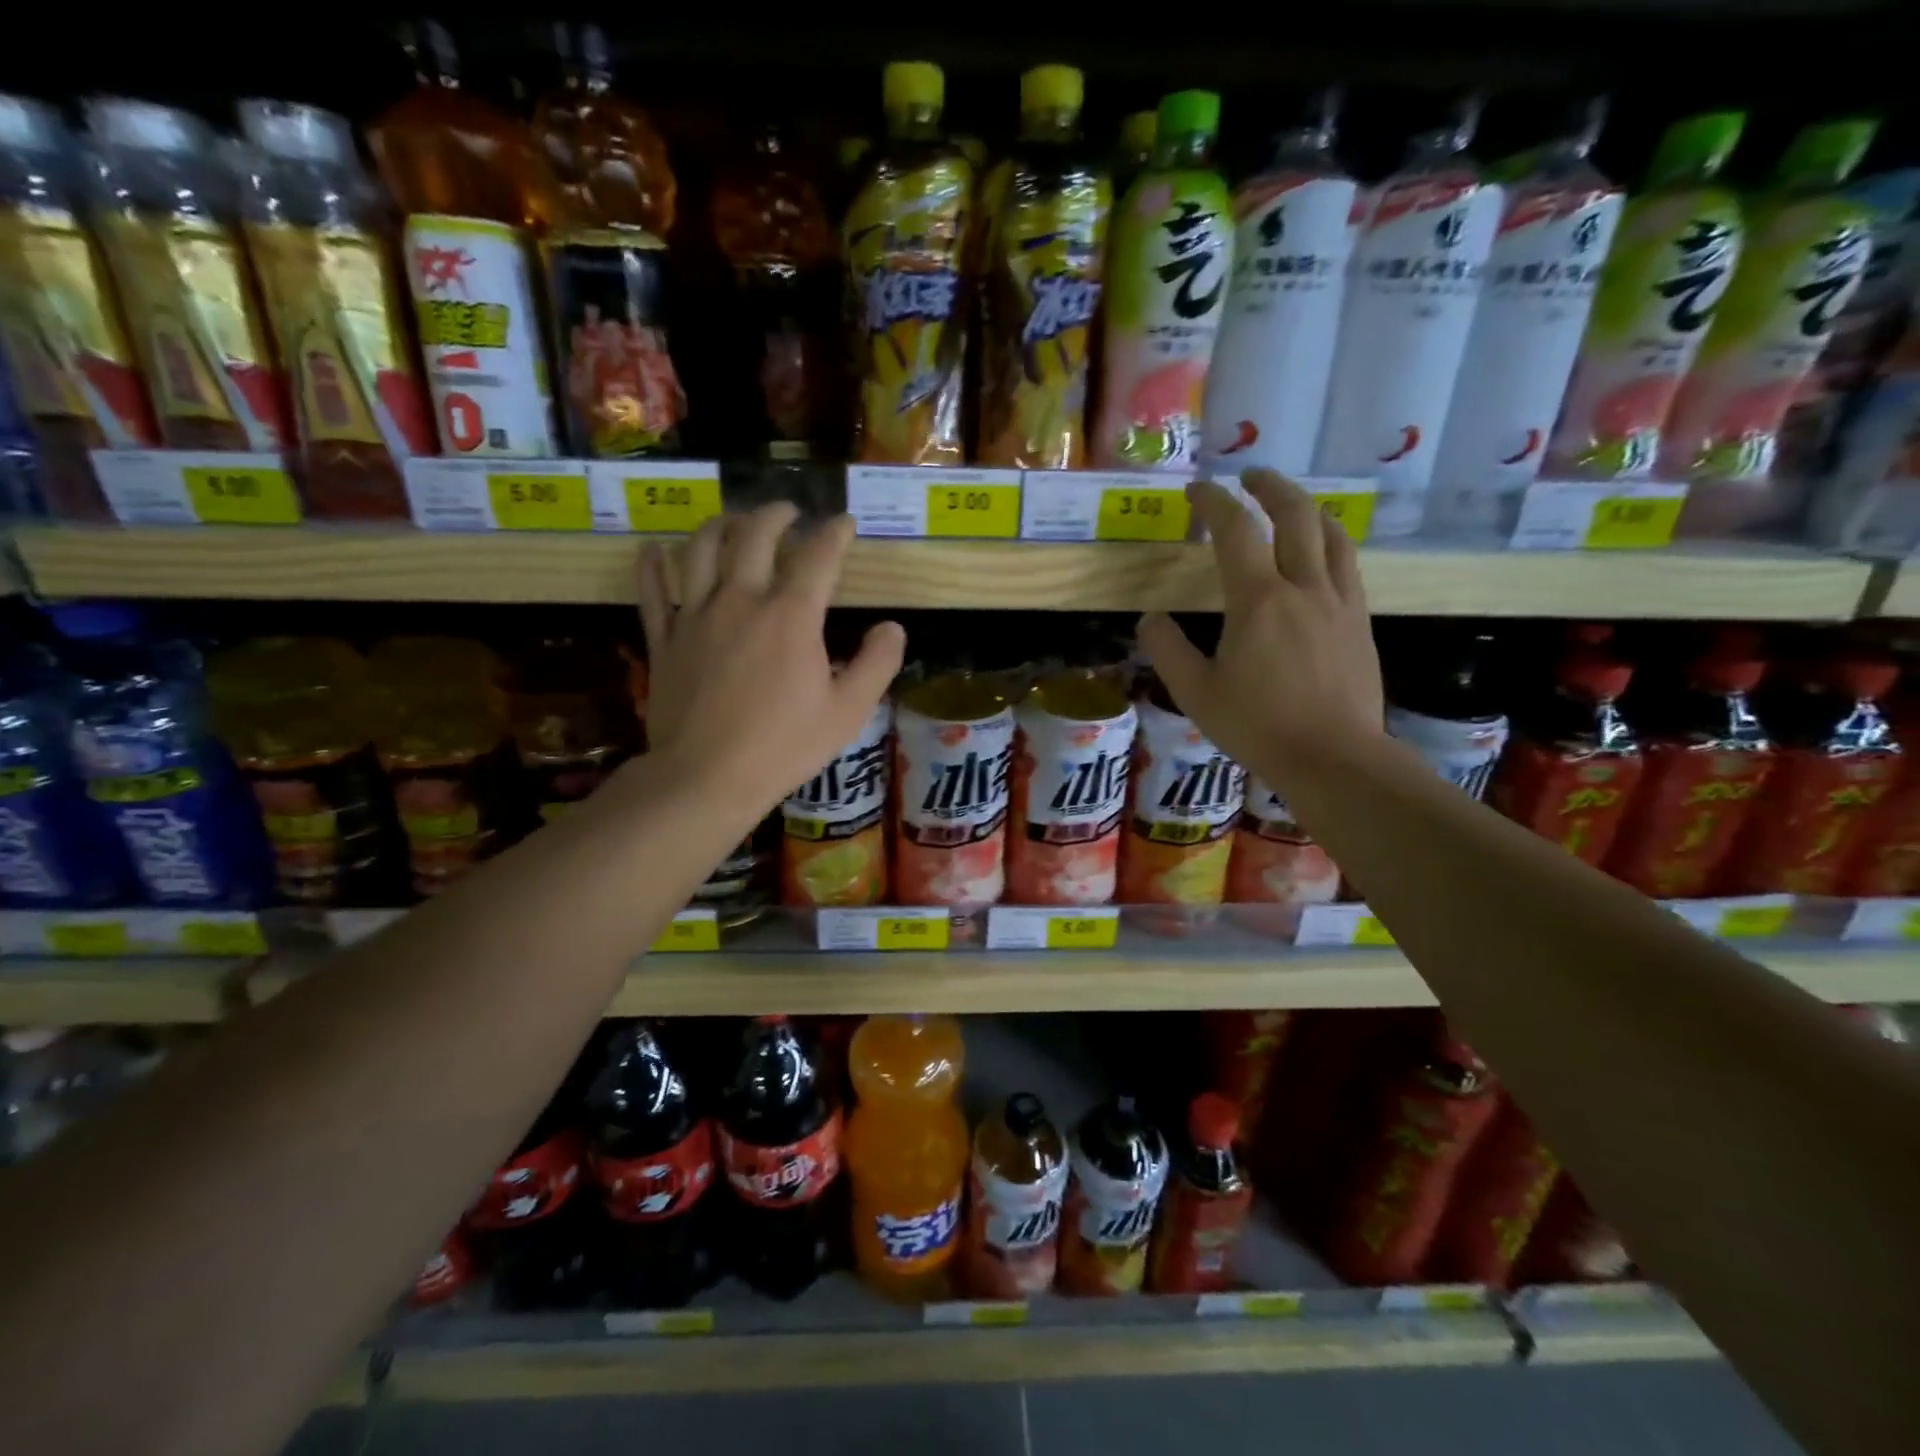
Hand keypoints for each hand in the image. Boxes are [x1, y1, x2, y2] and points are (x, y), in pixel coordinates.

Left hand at [637, 505, 905, 812]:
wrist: (706, 776)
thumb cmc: (784, 746)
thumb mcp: (848, 711)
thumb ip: (877, 664)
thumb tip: (893, 628)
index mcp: (790, 616)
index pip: (818, 556)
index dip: (835, 533)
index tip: (844, 524)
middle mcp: (741, 600)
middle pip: (755, 535)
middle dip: (776, 515)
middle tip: (789, 512)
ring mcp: (695, 615)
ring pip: (701, 548)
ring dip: (721, 525)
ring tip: (734, 522)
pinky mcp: (664, 638)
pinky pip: (652, 588)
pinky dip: (653, 563)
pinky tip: (656, 550)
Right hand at [1137, 472, 1383, 788]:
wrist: (1334, 757)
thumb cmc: (1258, 726)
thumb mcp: (1196, 693)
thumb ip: (1167, 650)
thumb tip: (1150, 618)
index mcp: (1258, 600)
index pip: (1235, 530)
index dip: (1213, 501)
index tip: (1196, 490)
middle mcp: (1303, 587)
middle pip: (1295, 514)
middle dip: (1269, 486)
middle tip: (1248, 476)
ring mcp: (1339, 601)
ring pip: (1331, 534)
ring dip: (1307, 508)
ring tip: (1290, 505)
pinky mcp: (1359, 621)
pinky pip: (1348, 565)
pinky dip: (1330, 542)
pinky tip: (1321, 554)